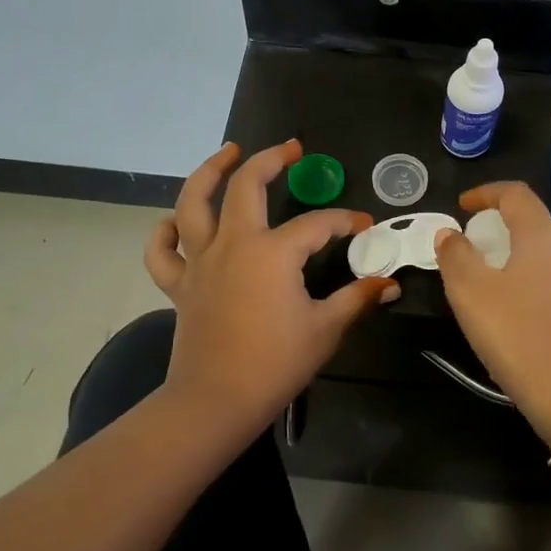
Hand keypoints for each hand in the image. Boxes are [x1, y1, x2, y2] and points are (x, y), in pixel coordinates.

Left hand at [146, 140, 398, 448]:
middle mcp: (233, 244)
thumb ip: (357, 299)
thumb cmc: (275, 364)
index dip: (344, 221)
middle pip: (246, 186)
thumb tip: (389, 283)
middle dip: (270, 160)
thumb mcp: (326, 329)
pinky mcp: (180, 285)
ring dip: (210, 172)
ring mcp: (200, 262)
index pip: (317, 225)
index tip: (363, 225)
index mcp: (273, 252)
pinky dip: (165, 232)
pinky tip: (175, 221)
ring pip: (193, 203)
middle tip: (291, 149)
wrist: (216, 401)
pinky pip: (162, 251)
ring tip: (227, 153)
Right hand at [433, 182, 550, 452]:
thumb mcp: (470, 293)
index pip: (516, 194)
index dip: (486, 192)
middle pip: (534, 223)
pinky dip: (530, 283)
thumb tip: (450, 233)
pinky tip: (514, 314)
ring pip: (546, 255)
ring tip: (487, 281)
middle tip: (471, 247)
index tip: (462, 206)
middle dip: (499, 227)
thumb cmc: (517, 334)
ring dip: (515, 257)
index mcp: (543, 237)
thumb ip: (455, 255)